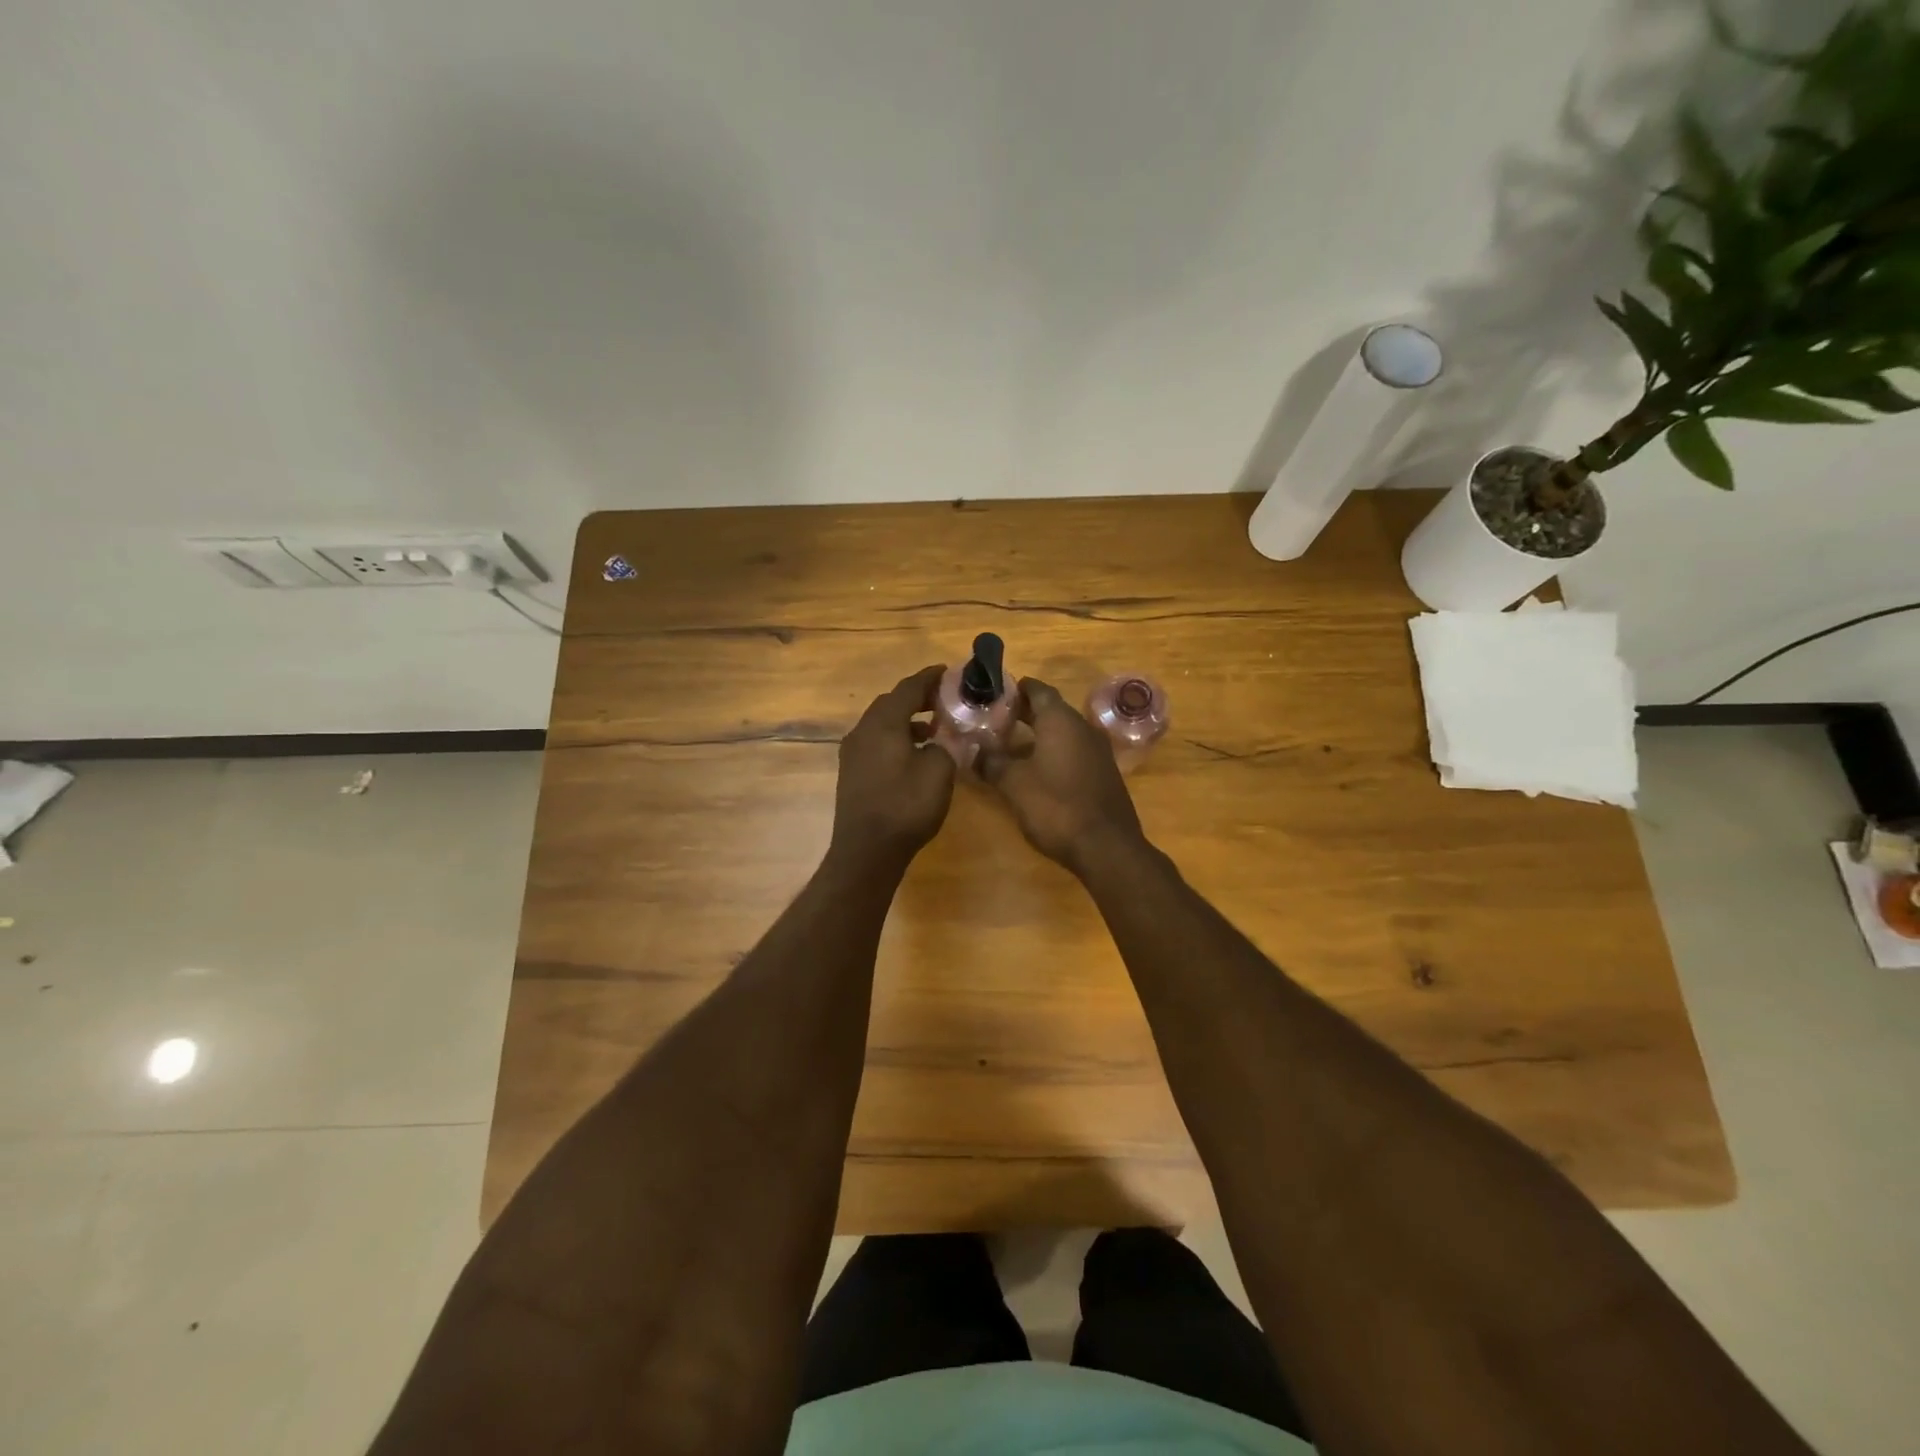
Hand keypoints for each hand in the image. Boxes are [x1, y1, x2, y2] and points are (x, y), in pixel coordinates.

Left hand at [830, 665, 955, 868]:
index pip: (908, 688)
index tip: (949, 671)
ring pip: (882, 723)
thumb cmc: (905, 807)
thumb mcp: (939, 771)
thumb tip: (946, 735)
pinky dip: (897, 737)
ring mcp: (853, 752)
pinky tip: (915, 754)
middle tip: (945, 699)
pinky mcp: (852, 772)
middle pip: (891, 702)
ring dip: (907, 719)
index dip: (929, 677)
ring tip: (934, 727)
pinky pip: (876, 742)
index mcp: (882, 724)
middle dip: (918, 697)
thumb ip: (946, 744)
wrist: (866, 852)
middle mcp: (862, 731)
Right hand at [979, 677, 1145, 872]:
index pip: (1037, 689)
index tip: (992, 693)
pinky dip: (1052, 752)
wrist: (1106, 847)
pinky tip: (1034, 769)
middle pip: (1050, 710)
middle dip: (1022, 713)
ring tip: (1008, 745)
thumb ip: (991, 762)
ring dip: (1037, 735)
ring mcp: (1097, 751)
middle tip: (993, 719)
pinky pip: (1073, 752)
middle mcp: (1083, 728)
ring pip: (1062, 732)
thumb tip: (974, 750)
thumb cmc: (1056, 807)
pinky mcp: (1102, 773)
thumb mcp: (1014, 784)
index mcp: (1061, 721)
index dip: (1014, 689)